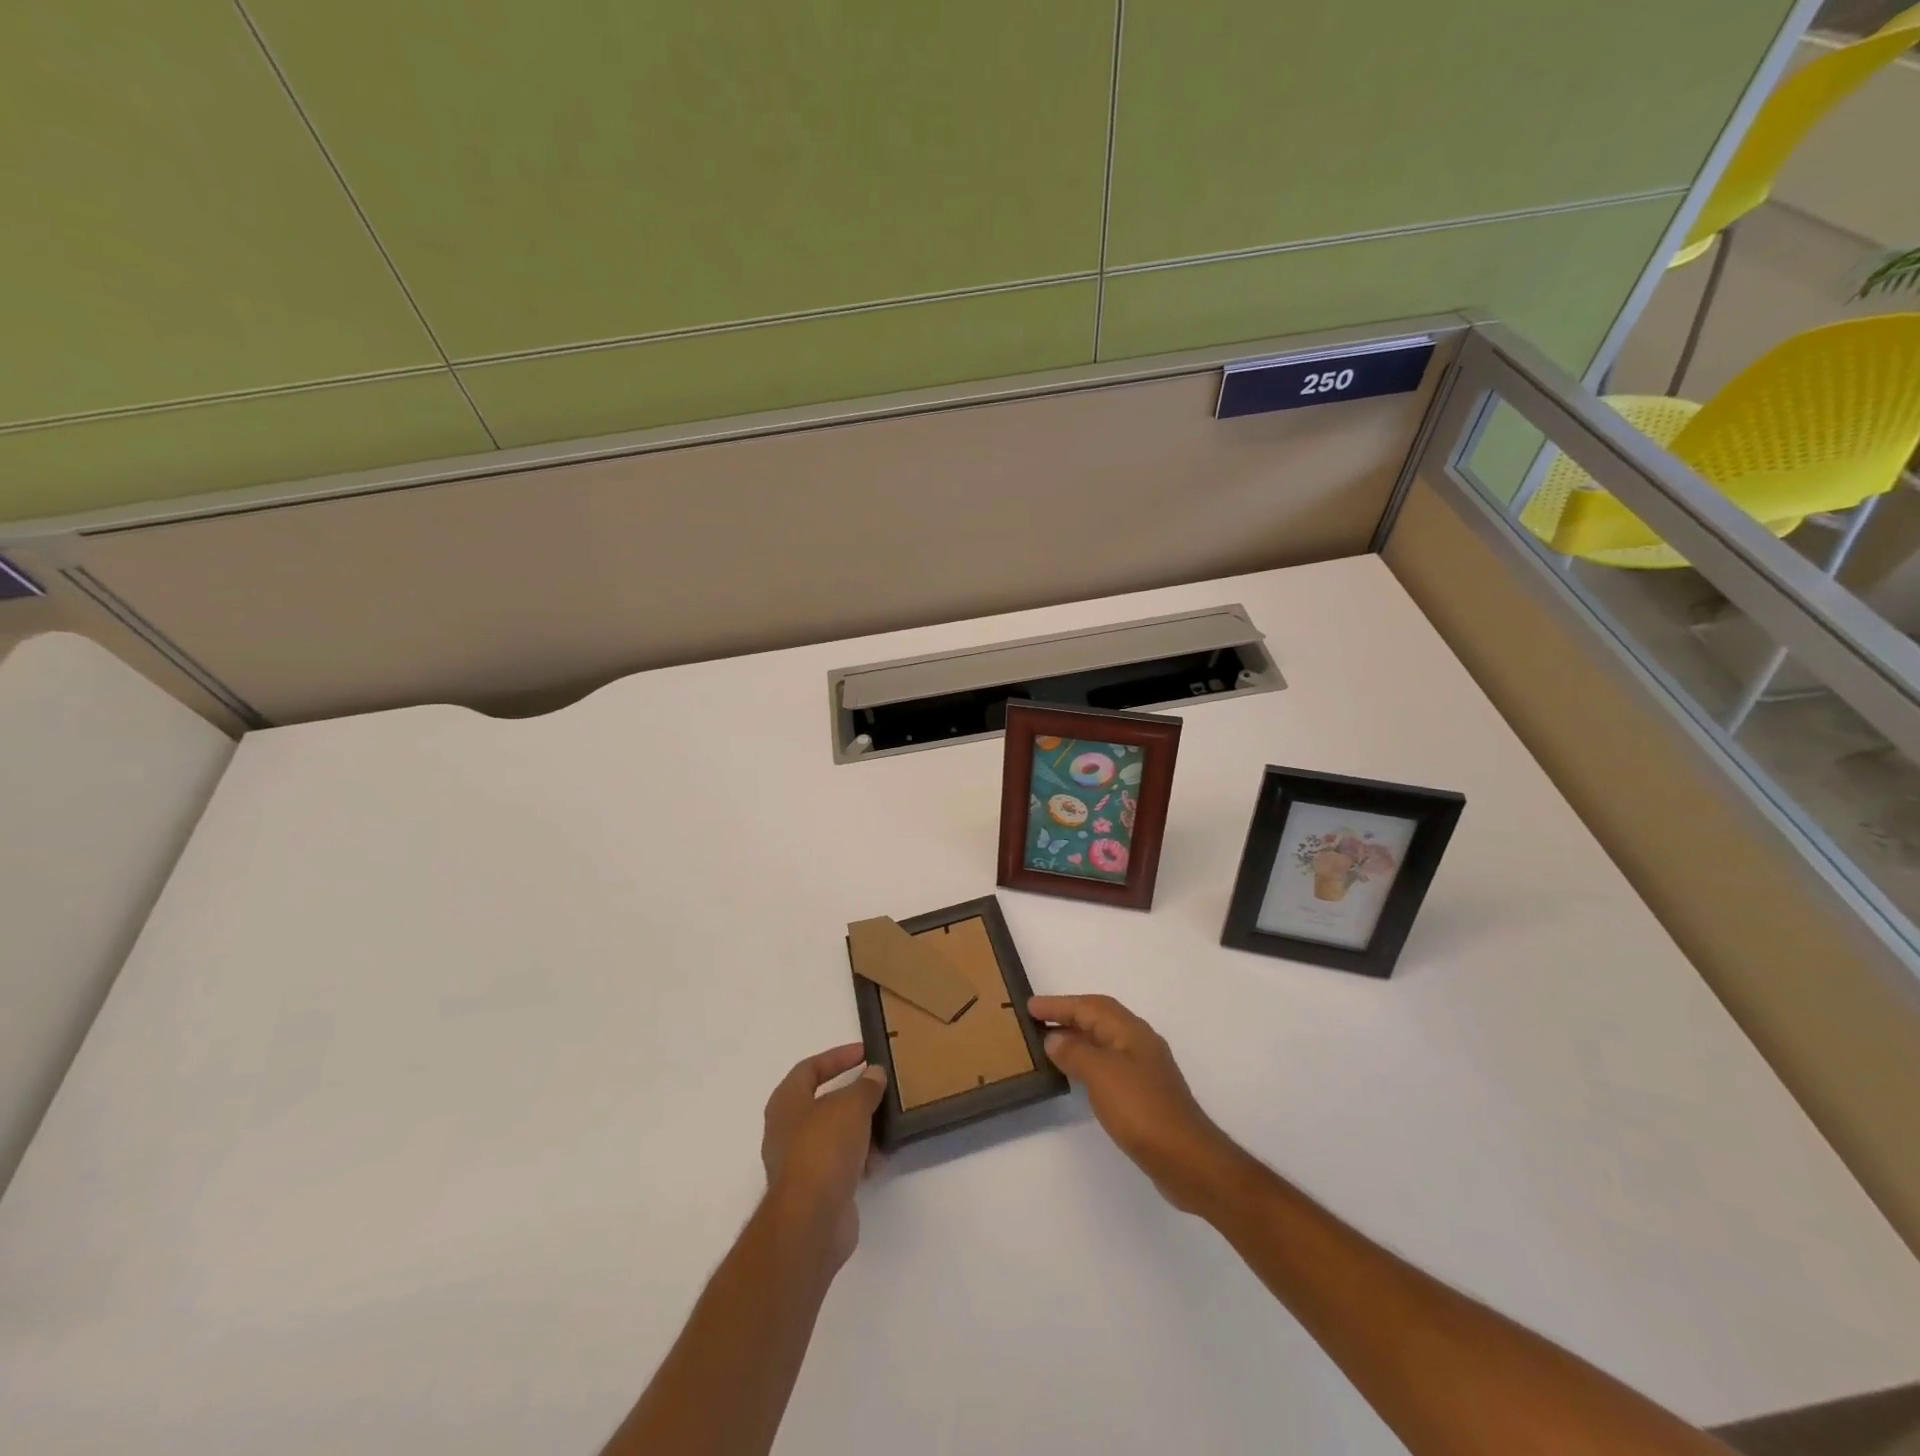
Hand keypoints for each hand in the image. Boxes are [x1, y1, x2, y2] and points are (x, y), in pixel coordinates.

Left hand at [760, 1044, 887, 1268]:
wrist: (811, 1220)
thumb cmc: (824, 1148)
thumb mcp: (851, 1106)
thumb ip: (865, 1087)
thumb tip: (874, 1074)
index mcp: (786, 1103)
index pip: (810, 1068)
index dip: (837, 1057)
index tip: (865, 1054)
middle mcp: (786, 1131)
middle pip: (822, 1103)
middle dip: (851, 1096)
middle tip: (878, 1089)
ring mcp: (799, 1163)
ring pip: (833, 1135)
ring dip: (859, 1129)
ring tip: (885, 1124)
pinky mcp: (815, 1191)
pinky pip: (840, 1164)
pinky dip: (859, 1158)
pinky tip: (880, 1158)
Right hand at [1029, 994, 1248, 1214]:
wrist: (1186, 1159)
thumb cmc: (1141, 1109)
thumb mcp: (1101, 1074)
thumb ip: (1075, 1052)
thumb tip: (1054, 1039)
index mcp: (1131, 1031)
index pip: (1089, 1006)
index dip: (1059, 1004)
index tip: (1030, 1006)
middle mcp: (1139, 1043)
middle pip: (1099, 1018)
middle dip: (1068, 1015)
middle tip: (1037, 1020)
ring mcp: (1144, 1069)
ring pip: (1104, 1041)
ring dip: (1077, 1038)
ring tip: (1050, 1044)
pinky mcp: (1145, 1094)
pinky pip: (1108, 1064)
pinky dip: (1088, 1061)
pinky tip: (1077, 1075)